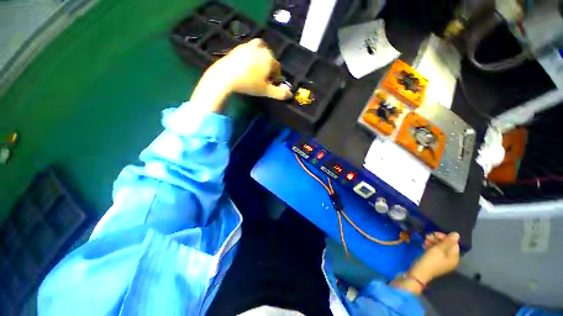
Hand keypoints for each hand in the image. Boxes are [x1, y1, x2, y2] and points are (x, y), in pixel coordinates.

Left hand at [190, 39, 291, 112]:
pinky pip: (247, 48)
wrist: (223, 77)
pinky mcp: (237, 47)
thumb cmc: (246, 84)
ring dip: (259, 55)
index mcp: (270, 59)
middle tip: (262, 75)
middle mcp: (262, 50)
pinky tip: (243, 62)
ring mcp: (249, 47)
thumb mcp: (264, 90)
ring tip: (254, 65)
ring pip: (259, 48)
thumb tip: (290, 94)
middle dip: (267, 64)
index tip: (270, 82)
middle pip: (269, 56)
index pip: (277, 67)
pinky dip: (249, 53)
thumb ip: (278, 93)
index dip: (275, 75)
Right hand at [391, 232, 459, 295]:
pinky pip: (435, 253)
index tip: (436, 234)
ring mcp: (442, 263)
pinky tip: (424, 245)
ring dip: (433, 243)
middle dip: (438, 240)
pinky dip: (431, 248)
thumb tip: (457, 234)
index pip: (453, 243)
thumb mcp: (440, 249)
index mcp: (454, 258)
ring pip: (440, 249)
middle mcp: (450, 261)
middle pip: (447, 246)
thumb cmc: (430, 261)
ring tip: (425, 240)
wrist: (416, 276)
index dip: (445, 237)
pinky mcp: (434, 264)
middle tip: (428, 236)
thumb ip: (449, 240)